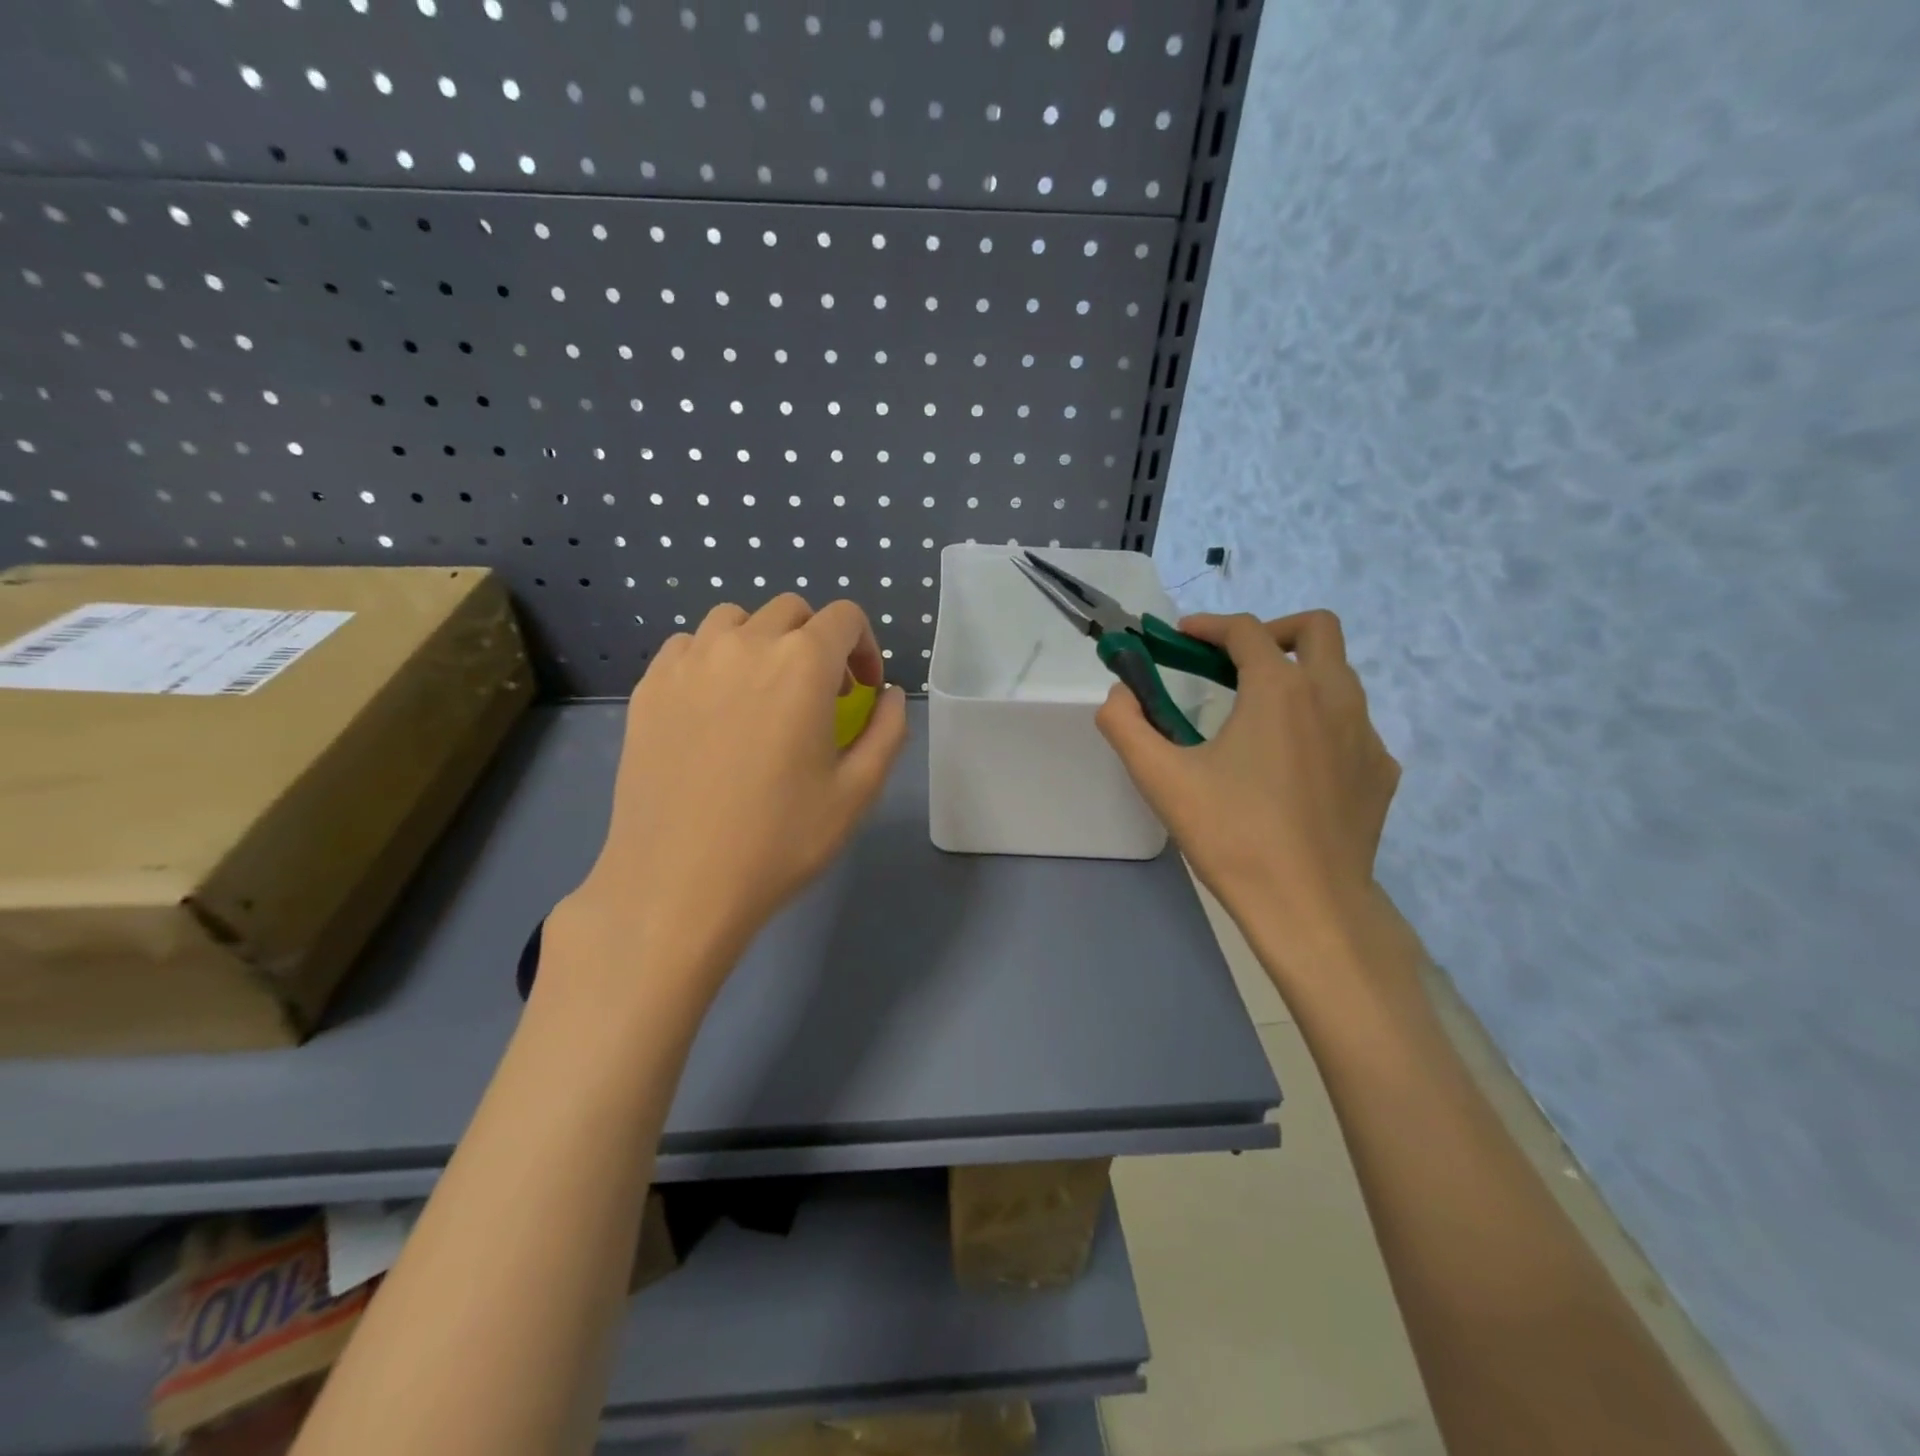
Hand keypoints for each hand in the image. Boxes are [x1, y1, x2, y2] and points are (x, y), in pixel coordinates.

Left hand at [554, 596, 907, 1003]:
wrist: (677, 884)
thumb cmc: (779, 841)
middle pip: (790, 612)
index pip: (845, 617)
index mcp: (802, 664)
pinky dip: (712, 660)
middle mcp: (744, 645)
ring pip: (734, 620)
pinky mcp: (649, 688)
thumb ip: (887, 730)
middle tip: (818, 696)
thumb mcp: (857, 791)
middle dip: (816, 643)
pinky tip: (714, 708)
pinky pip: (688, 647)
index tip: (862, 689)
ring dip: (762, 643)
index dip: (864, 647)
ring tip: (763, 694)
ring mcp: (688, 662)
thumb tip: (888, 694)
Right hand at [1097, 611, 1399, 979]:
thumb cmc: (1232, 835)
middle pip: (1316, 629)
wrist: (1309, 907)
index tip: (1181, 637)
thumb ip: (1126, 724)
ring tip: (1257, 713)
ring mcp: (1366, 734)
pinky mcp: (1382, 771)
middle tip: (1232, 663)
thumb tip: (1120, 692)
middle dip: (1270, 632)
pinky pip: (1351, 724)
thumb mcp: (1161, 778)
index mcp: (1281, 690)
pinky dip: (1319, 721)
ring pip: (1338, 675)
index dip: (1208, 626)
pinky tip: (1293, 764)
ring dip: (1297, 674)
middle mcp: (1333, 697)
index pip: (1245, 632)